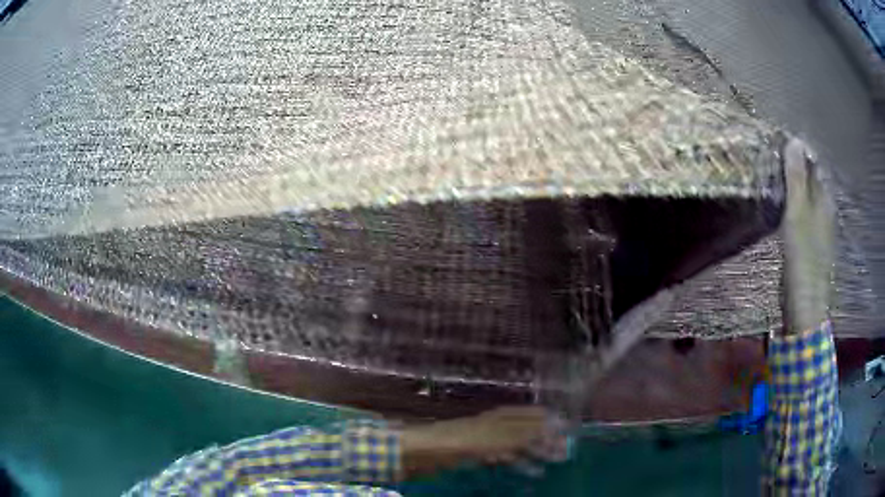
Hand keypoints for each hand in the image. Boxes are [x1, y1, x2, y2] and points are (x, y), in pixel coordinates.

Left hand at [400, 406, 567, 477]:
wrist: (416, 451)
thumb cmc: (453, 442)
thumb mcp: (491, 438)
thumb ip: (520, 433)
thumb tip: (552, 425)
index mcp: (497, 418)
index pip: (529, 417)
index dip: (548, 422)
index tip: (567, 429)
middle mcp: (491, 425)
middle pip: (524, 430)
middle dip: (544, 438)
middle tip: (563, 449)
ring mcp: (481, 440)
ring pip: (515, 444)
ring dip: (533, 452)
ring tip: (550, 461)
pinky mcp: (471, 454)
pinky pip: (501, 457)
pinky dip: (516, 461)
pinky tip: (524, 469)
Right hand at [780, 138, 834, 333]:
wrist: (805, 307)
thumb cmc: (803, 259)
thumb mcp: (798, 215)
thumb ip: (796, 179)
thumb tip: (794, 139)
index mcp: (824, 200)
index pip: (814, 164)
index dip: (798, 150)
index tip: (776, 141)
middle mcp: (824, 210)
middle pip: (810, 179)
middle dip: (794, 165)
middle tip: (770, 157)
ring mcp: (818, 228)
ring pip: (805, 196)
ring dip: (792, 184)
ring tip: (772, 176)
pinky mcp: (809, 243)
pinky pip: (801, 213)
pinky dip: (791, 203)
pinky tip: (780, 206)